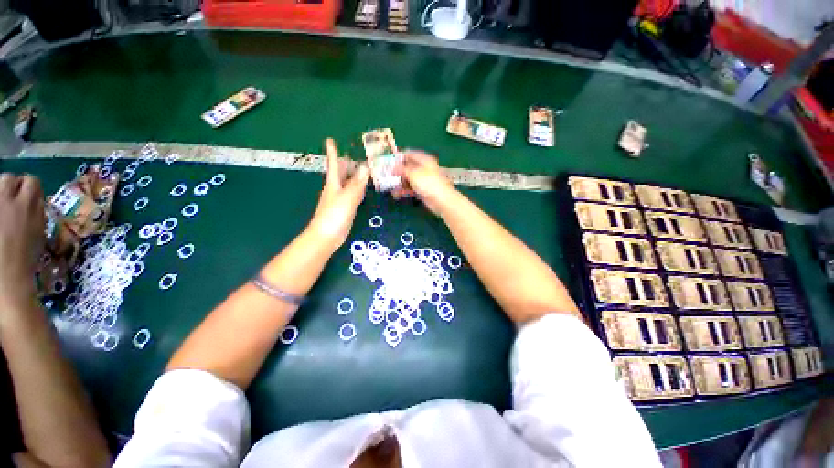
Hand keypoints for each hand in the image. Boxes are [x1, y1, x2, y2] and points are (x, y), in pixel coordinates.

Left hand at [0, 174, 44, 307]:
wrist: (5, 279)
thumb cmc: (24, 260)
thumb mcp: (38, 234)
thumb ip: (37, 213)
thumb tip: (35, 201)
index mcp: (26, 205)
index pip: (31, 182)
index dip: (31, 189)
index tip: (31, 201)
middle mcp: (6, 200)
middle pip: (9, 179)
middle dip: (13, 188)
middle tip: (13, 204)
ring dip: (1, 195)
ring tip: (3, 211)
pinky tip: (1, 223)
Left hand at [307, 138, 369, 251]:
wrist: (327, 236)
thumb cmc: (334, 215)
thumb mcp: (347, 197)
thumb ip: (357, 183)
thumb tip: (366, 166)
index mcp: (333, 183)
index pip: (333, 164)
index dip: (332, 152)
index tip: (329, 139)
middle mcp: (336, 188)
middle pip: (341, 172)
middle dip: (347, 162)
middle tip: (358, 155)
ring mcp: (340, 199)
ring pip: (348, 182)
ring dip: (354, 175)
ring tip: (365, 168)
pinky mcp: (346, 208)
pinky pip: (353, 193)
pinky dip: (358, 188)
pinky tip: (364, 188)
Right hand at [393, 151, 454, 214]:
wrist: (441, 200)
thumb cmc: (428, 182)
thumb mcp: (412, 173)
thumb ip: (401, 169)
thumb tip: (392, 167)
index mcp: (424, 160)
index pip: (410, 154)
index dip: (399, 156)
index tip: (389, 160)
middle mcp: (424, 168)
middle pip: (408, 167)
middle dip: (398, 172)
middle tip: (387, 175)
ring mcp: (424, 180)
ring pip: (409, 179)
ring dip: (399, 183)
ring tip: (390, 187)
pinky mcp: (423, 191)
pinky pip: (411, 188)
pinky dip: (404, 190)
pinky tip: (397, 194)